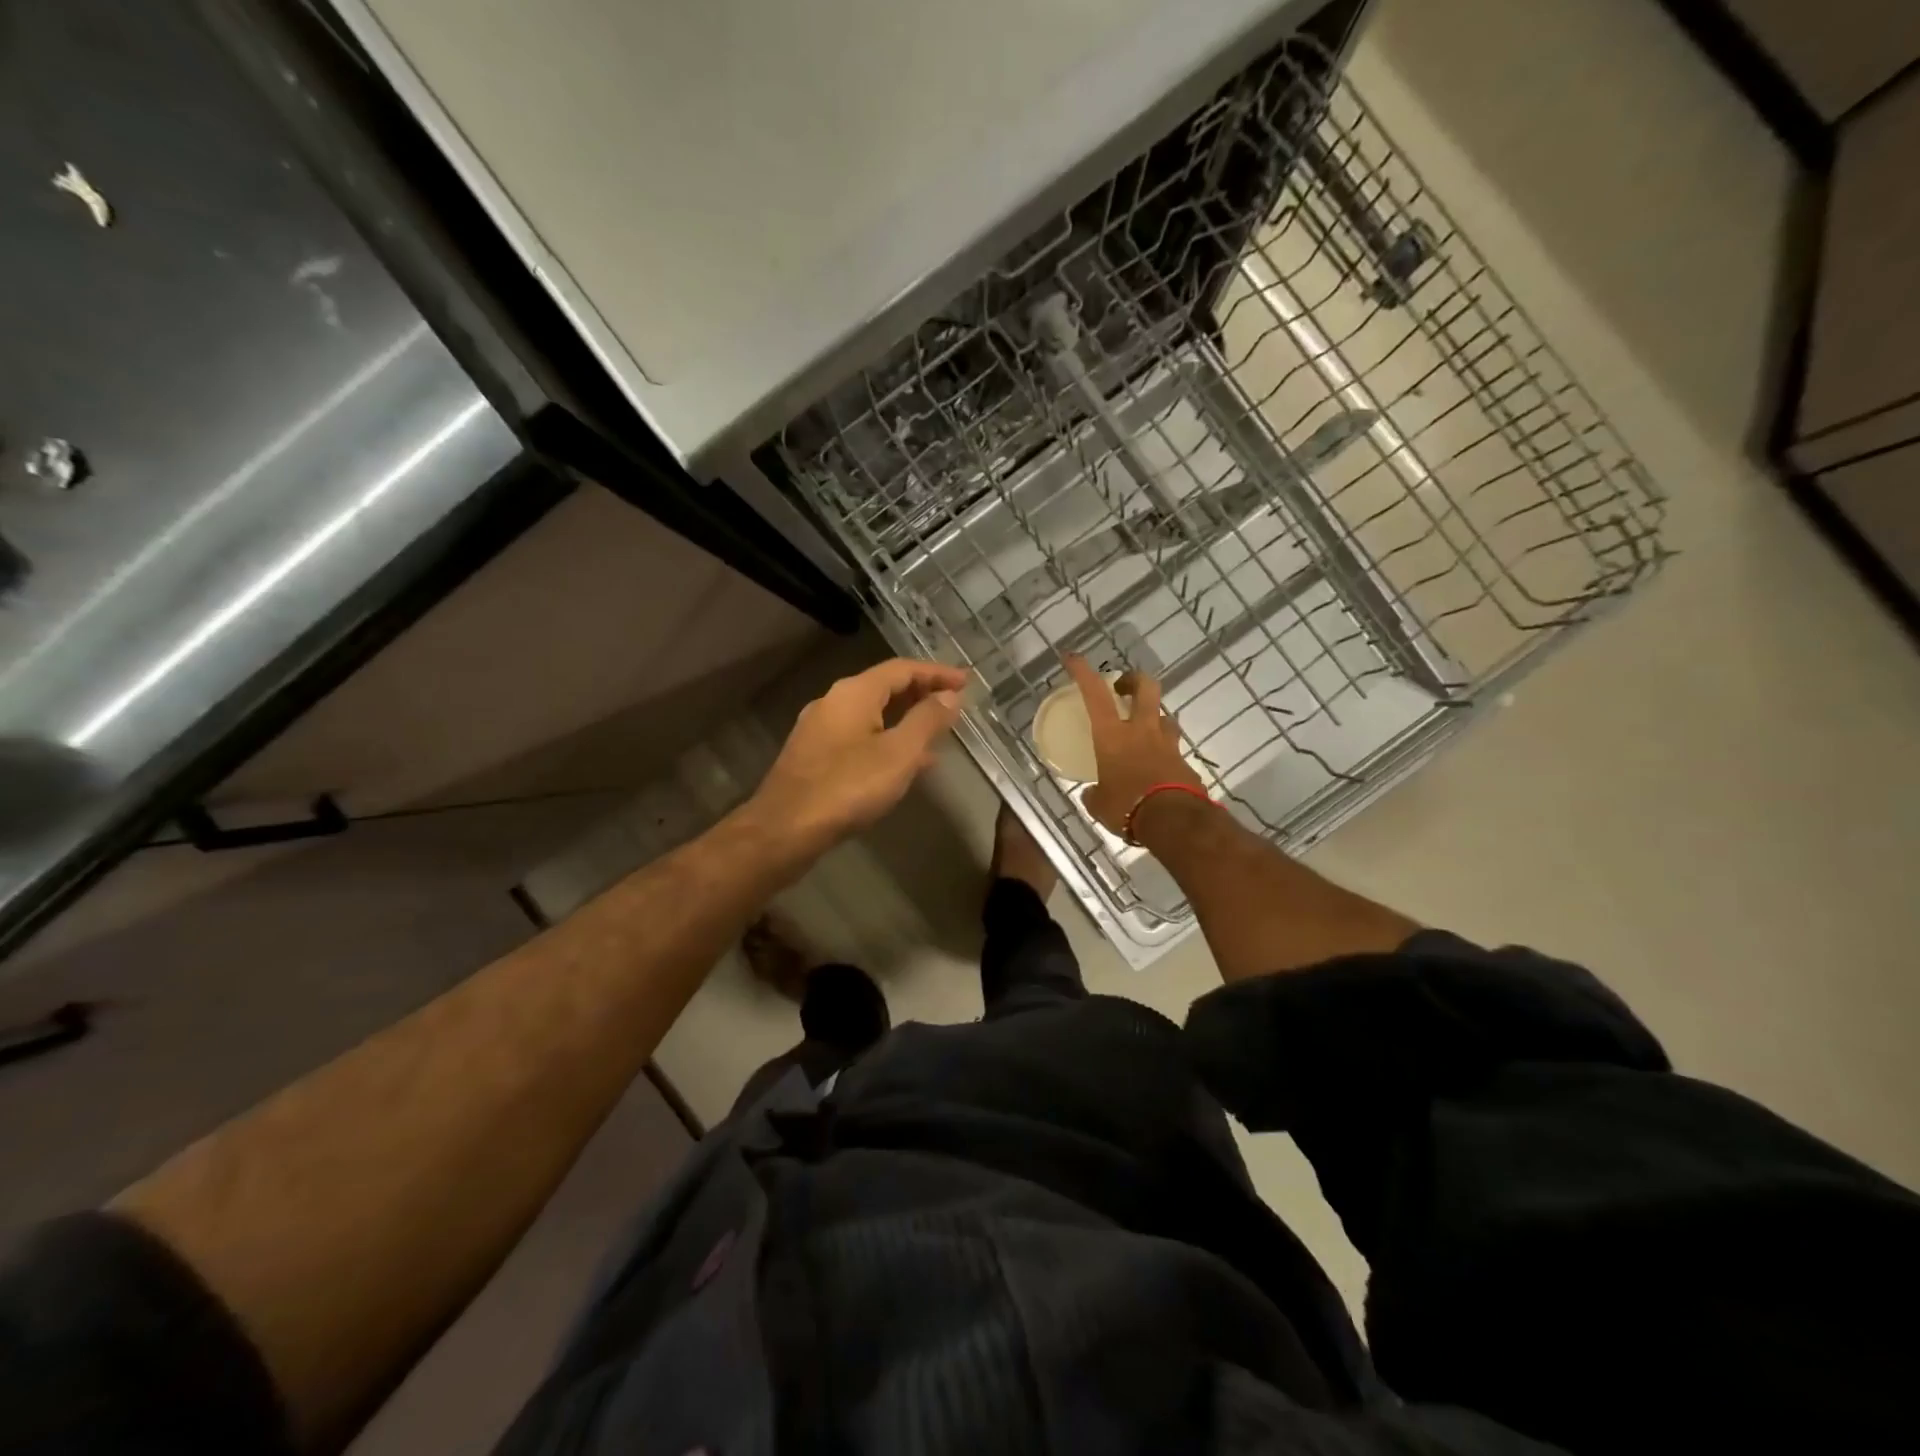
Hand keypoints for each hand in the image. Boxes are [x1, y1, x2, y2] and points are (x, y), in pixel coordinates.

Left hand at [748, 658, 968, 852]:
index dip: (937, 673)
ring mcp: (819, 730)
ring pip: (871, 714)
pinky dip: (887, 740)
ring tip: (937, 733)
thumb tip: (950, 697)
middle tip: (954, 704)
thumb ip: (927, 721)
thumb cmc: (847, 787)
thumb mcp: (899, 753)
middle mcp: (833, 702)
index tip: (966, 682)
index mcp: (854, 693)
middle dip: (921, 693)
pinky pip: (859, 736)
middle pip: (884, 687)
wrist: (784, 830)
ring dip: (905, 719)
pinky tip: (904, 764)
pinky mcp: (814, 756)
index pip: (902, 669)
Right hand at [1063, 653, 1204, 835]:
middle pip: (1145, 688)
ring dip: (1155, 718)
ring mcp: (1167, 744)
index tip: (1072, 657)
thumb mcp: (1099, 804)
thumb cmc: (1126, 807)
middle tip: (1124, 687)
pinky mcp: (1185, 763)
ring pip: (1165, 717)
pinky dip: (1164, 754)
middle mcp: (1142, 731)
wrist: (1174, 821)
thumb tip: (1092, 794)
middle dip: (1134, 680)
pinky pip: (1174, 750)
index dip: (1083, 672)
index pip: (1095, 694)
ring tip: (1145, 730)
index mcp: (1113, 735)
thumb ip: (1095, 794)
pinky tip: (1158, 769)